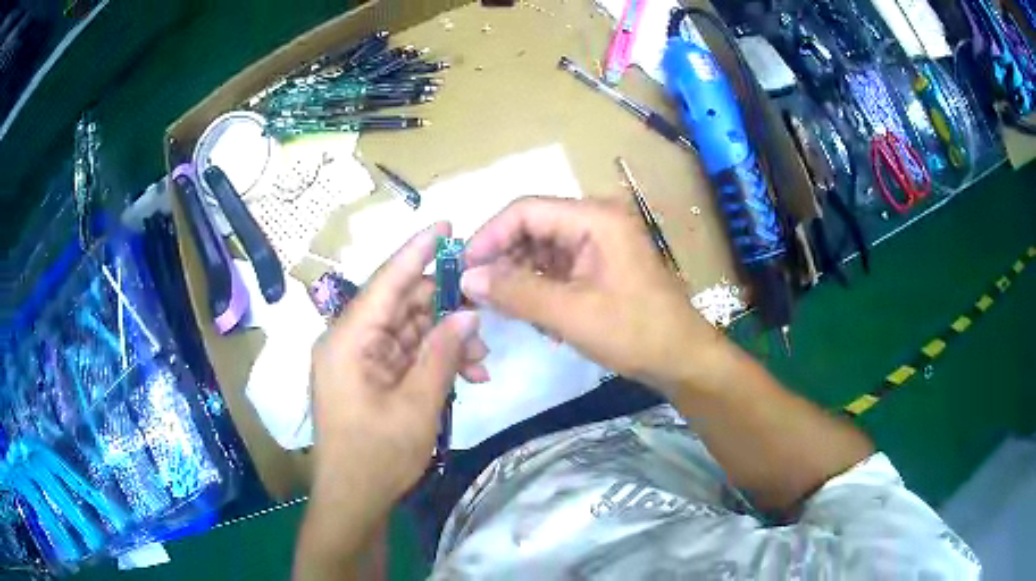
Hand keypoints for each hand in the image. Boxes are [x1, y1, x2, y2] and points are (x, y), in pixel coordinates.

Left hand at [309, 222, 487, 506]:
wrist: (353, 500)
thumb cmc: (377, 456)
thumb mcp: (417, 406)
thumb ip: (442, 354)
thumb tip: (467, 313)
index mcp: (348, 341)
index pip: (386, 282)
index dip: (417, 252)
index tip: (446, 226)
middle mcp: (349, 341)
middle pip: (402, 306)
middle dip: (445, 311)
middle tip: (485, 318)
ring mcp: (359, 360)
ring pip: (409, 331)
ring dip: (446, 341)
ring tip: (480, 363)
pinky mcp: (369, 377)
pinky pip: (406, 355)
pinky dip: (434, 361)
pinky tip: (467, 376)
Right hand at [462, 197, 722, 395]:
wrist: (682, 358)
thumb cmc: (634, 332)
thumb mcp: (571, 314)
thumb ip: (517, 292)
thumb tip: (467, 278)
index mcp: (595, 218)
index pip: (526, 210)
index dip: (489, 236)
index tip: (463, 269)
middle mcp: (595, 220)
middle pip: (532, 227)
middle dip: (502, 258)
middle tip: (476, 292)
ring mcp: (599, 243)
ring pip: (541, 249)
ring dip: (518, 275)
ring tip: (501, 306)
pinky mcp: (599, 265)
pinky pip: (557, 267)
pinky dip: (538, 286)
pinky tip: (531, 313)